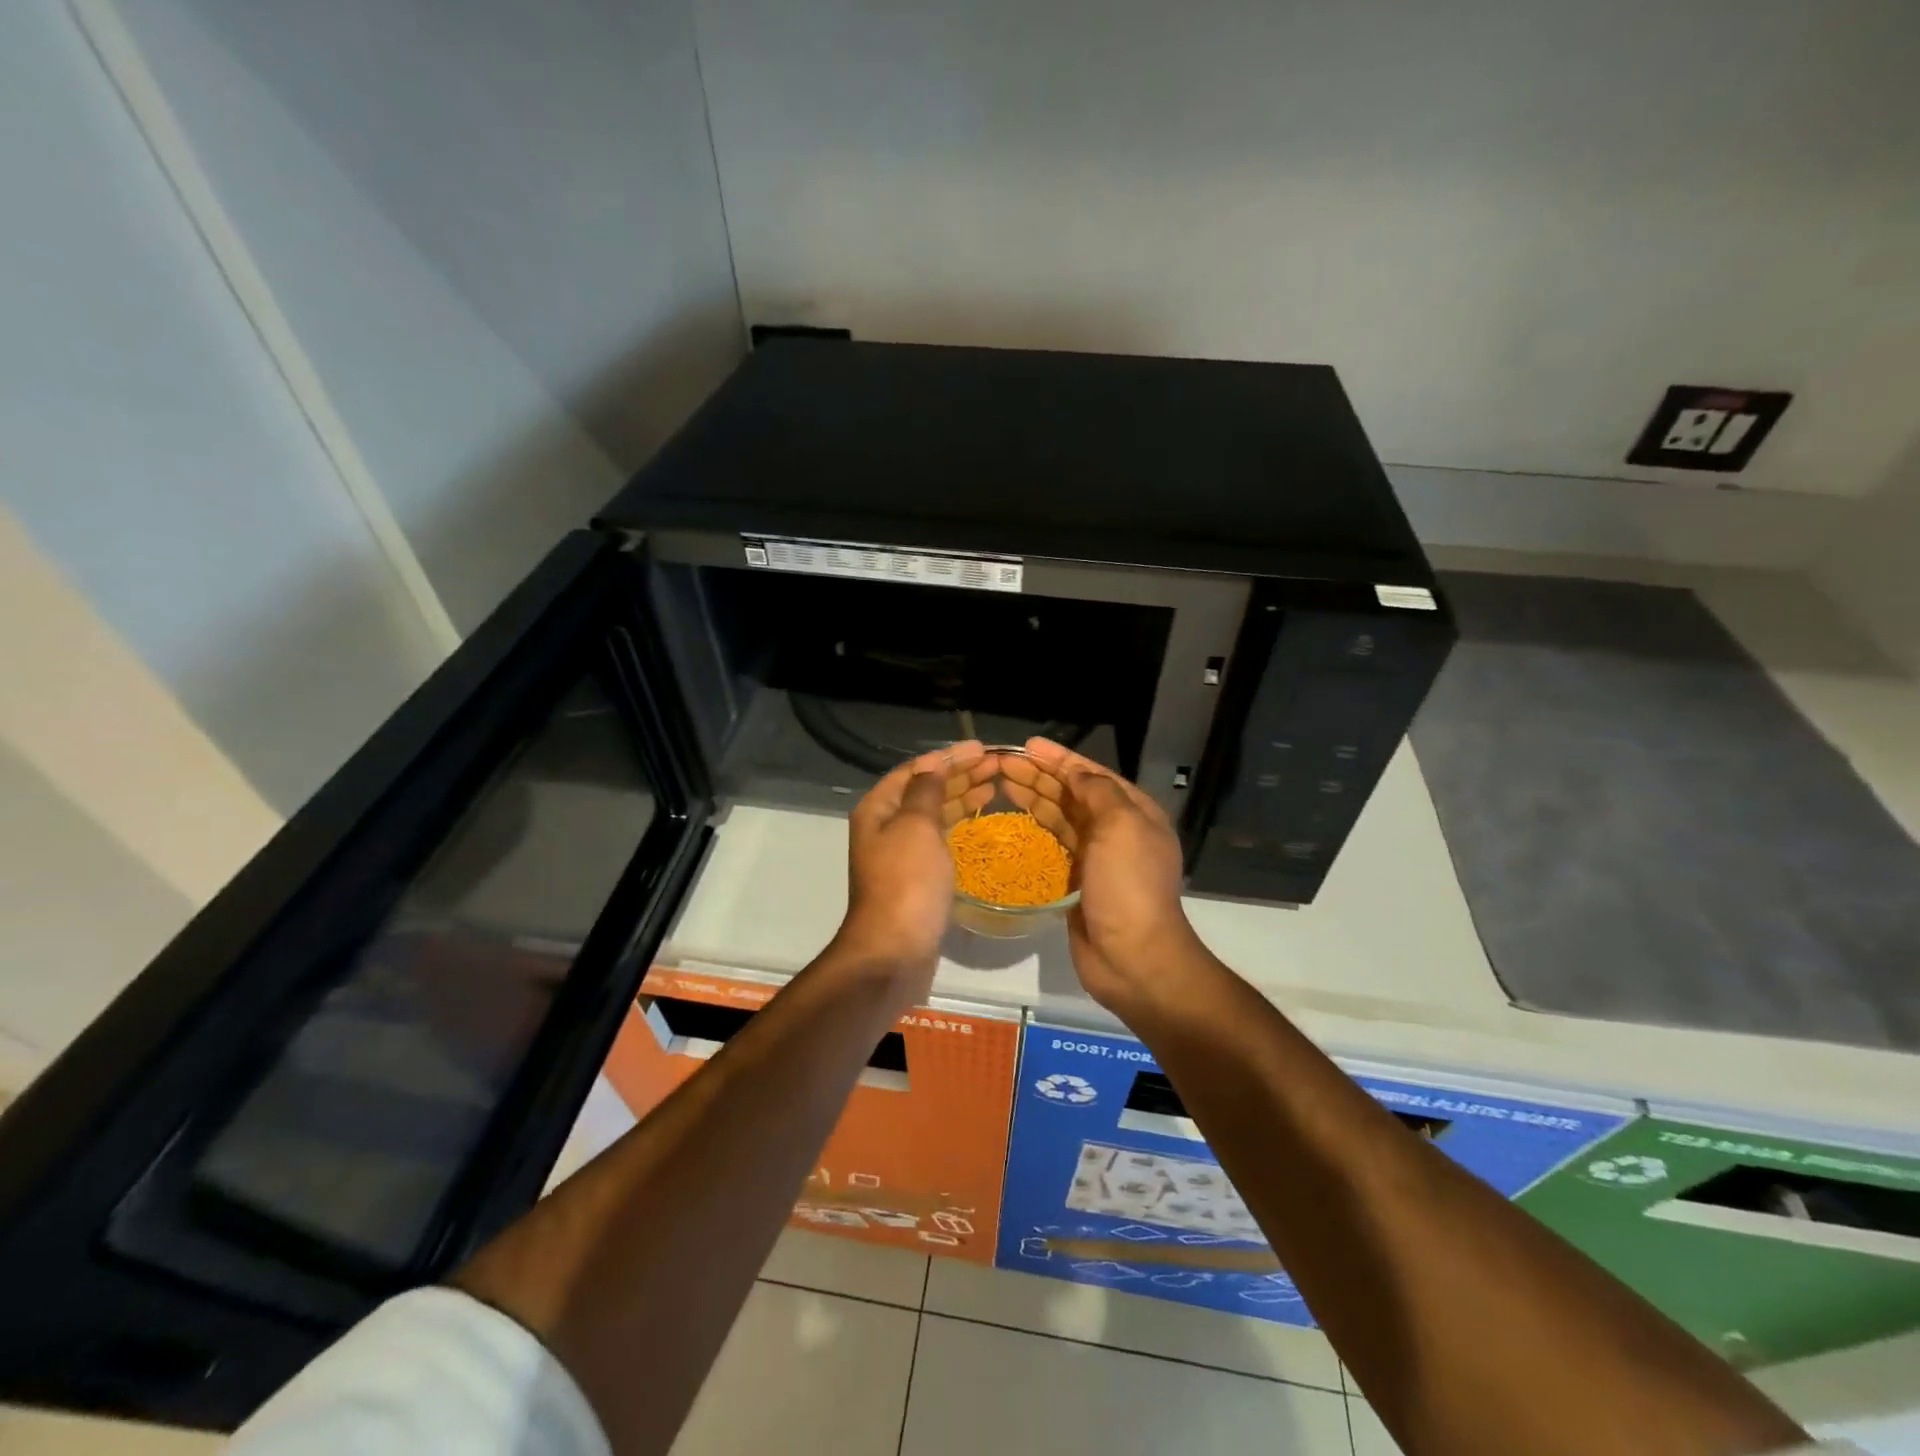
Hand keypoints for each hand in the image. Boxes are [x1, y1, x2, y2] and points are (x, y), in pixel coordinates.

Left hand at [834, 740, 995, 1001]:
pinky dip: (959, 826)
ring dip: (962, 797)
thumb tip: (933, 765)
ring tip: (994, 785)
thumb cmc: (906, 883)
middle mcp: (885, 828)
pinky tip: (979, 823)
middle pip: (925, 790)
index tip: (982, 749)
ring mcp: (900, 855)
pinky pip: (940, 840)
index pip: (916, 770)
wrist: (894, 953)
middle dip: (959, 775)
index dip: (949, 757)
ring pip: (934, 815)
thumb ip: (926, 791)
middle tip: (997, 765)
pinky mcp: (916, 879)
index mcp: (878, 810)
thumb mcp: (915, 826)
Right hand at [1000, 738, 1201, 1012]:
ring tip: (1001, 782)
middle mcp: (1116, 829)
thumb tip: (1077, 772)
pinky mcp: (1076, 880)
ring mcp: (1096, 856)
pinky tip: (1014, 819)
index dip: (1059, 758)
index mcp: (1133, 812)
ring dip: (1034, 797)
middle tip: (1002, 763)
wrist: (1133, 957)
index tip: (1026, 746)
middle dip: (1040, 775)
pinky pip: (1053, 844)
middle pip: (1072, 793)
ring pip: (1060, 817)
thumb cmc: (1129, 885)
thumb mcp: (1121, 826)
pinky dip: (1035, 828)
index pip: (1091, 774)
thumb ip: (1098, 792)